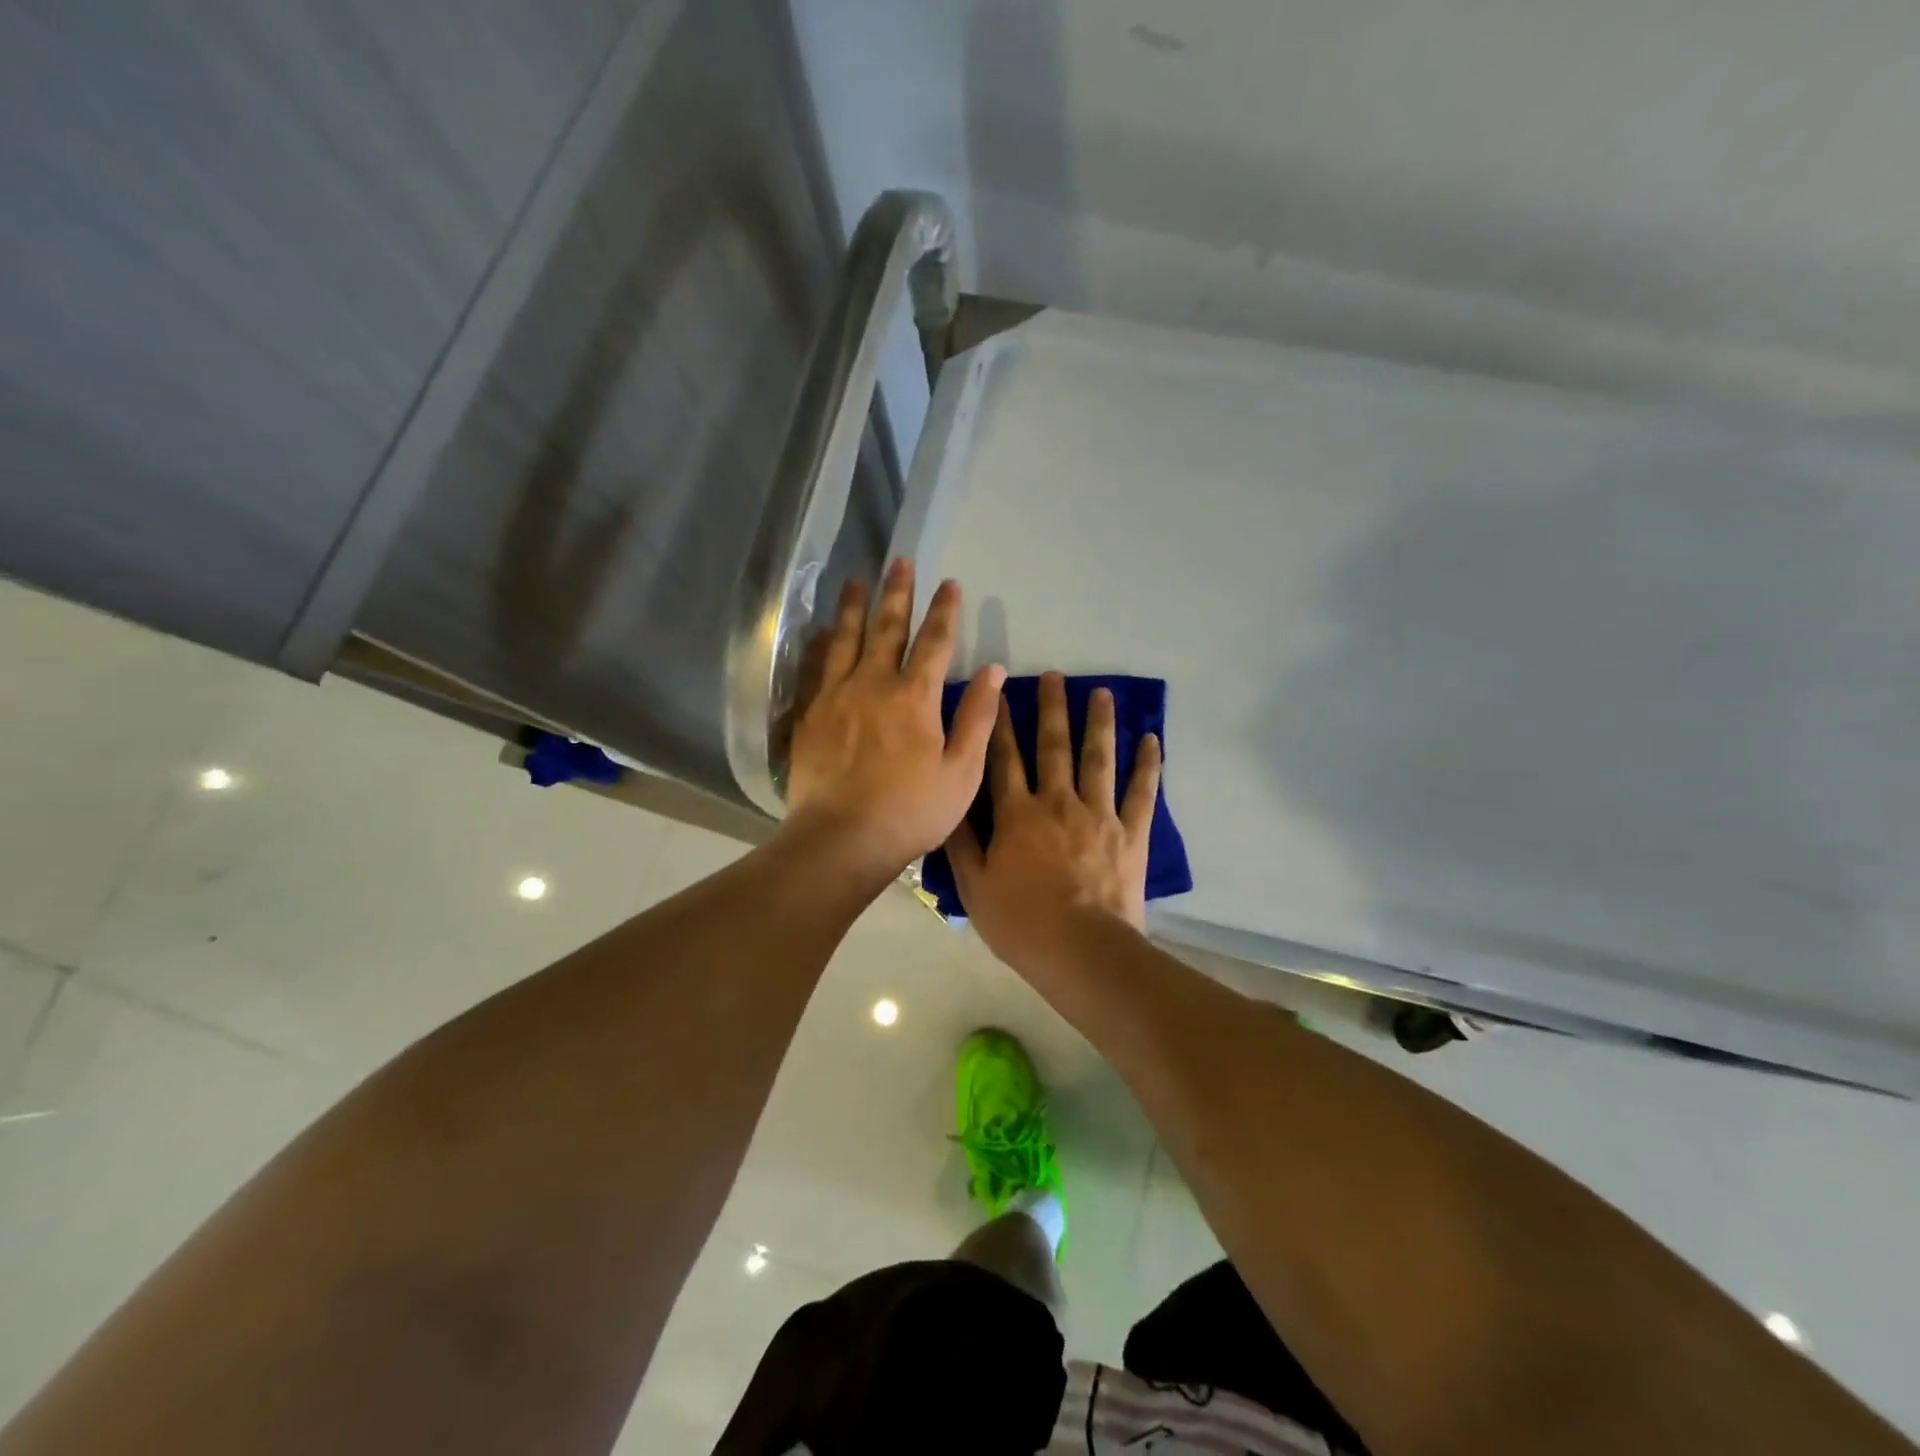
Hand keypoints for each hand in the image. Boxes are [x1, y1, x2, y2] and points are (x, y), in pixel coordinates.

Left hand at [783, 559, 1004, 884]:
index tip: (950, 584)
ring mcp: (836, 696)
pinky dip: (821, 643)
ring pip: (846, 639)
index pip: (935, 642)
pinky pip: (816, 667)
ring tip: (857, 580)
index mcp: (915, 697)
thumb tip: (993, 671)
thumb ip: (977, 718)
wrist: (842, 839)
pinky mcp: (810, 714)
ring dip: (854, 607)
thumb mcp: (961, 772)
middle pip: (887, 628)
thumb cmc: (911, 811)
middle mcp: (873, 684)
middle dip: (897, 593)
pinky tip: (821, 631)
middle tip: (900, 561)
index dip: (945, 611)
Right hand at [946, 671, 1162, 975]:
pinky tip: (1151, 739)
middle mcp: (1058, 802)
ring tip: (1103, 693)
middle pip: (1054, 747)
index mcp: (1017, 814)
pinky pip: (1142, 793)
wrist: (1080, 950)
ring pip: (1099, 759)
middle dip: (1052, 709)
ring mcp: (1099, 815)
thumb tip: (951, 799)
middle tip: (1055, 676)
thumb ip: (961, 840)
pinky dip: (1148, 766)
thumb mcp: (973, 886)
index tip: (1002, 693)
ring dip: (1100, 723)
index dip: (1002, 725)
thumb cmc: (1020, 922)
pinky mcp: (1131, 834)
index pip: (1005, 759)